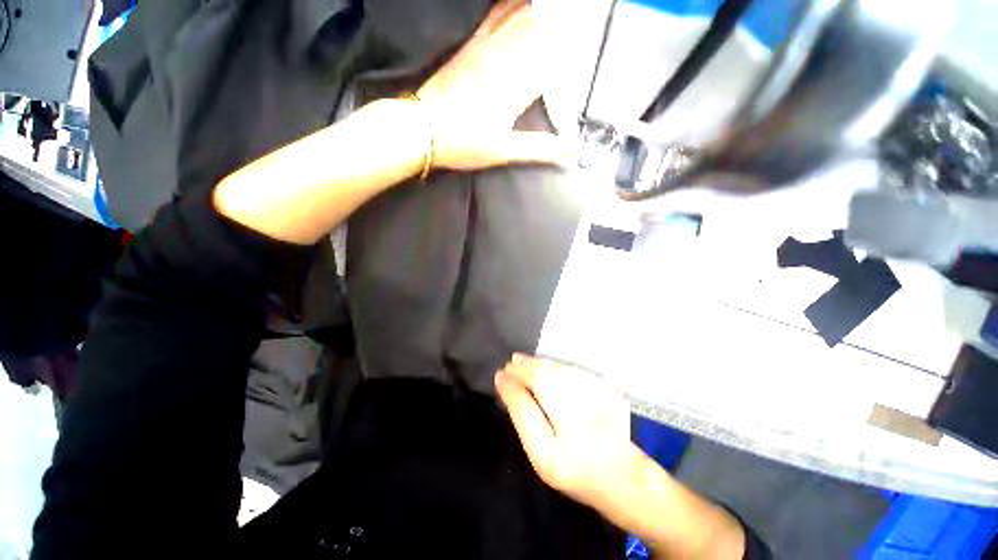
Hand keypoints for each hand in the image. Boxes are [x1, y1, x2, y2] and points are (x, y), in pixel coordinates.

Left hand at [415, 0, 571, 169]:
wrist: (423, 129)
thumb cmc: (464, 143)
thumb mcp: (505, 151)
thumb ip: (540, 149)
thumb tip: (571, 151)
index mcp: (517, 86)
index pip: (555, 57)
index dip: (575, 46)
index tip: (590, 38)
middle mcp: (506, 59)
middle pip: (542, 29)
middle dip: (563, 23)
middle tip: (581, 16)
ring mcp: (486, 48)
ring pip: (522, 16)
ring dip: (542, 10)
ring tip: (560, 8)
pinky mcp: (471, 45)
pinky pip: (495, 14)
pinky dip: (511, 3)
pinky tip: (520, 0)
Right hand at [495, 354, 646, 513]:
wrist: (621, 475)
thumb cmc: (574, 469)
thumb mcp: (540, 452)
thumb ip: (521, 413)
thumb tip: (503, 380)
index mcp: (566, 419)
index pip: (534, 383)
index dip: (515, 377)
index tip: (500, 374)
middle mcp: (584, 398)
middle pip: (547, 371)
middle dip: (526, 366)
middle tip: (511, 365)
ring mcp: (598, 388)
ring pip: (559, 367)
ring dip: (539, 365)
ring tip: (522, 364)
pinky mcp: (606, 385)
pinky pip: (571, 370)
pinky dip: (555, 369)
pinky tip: (546, 371)